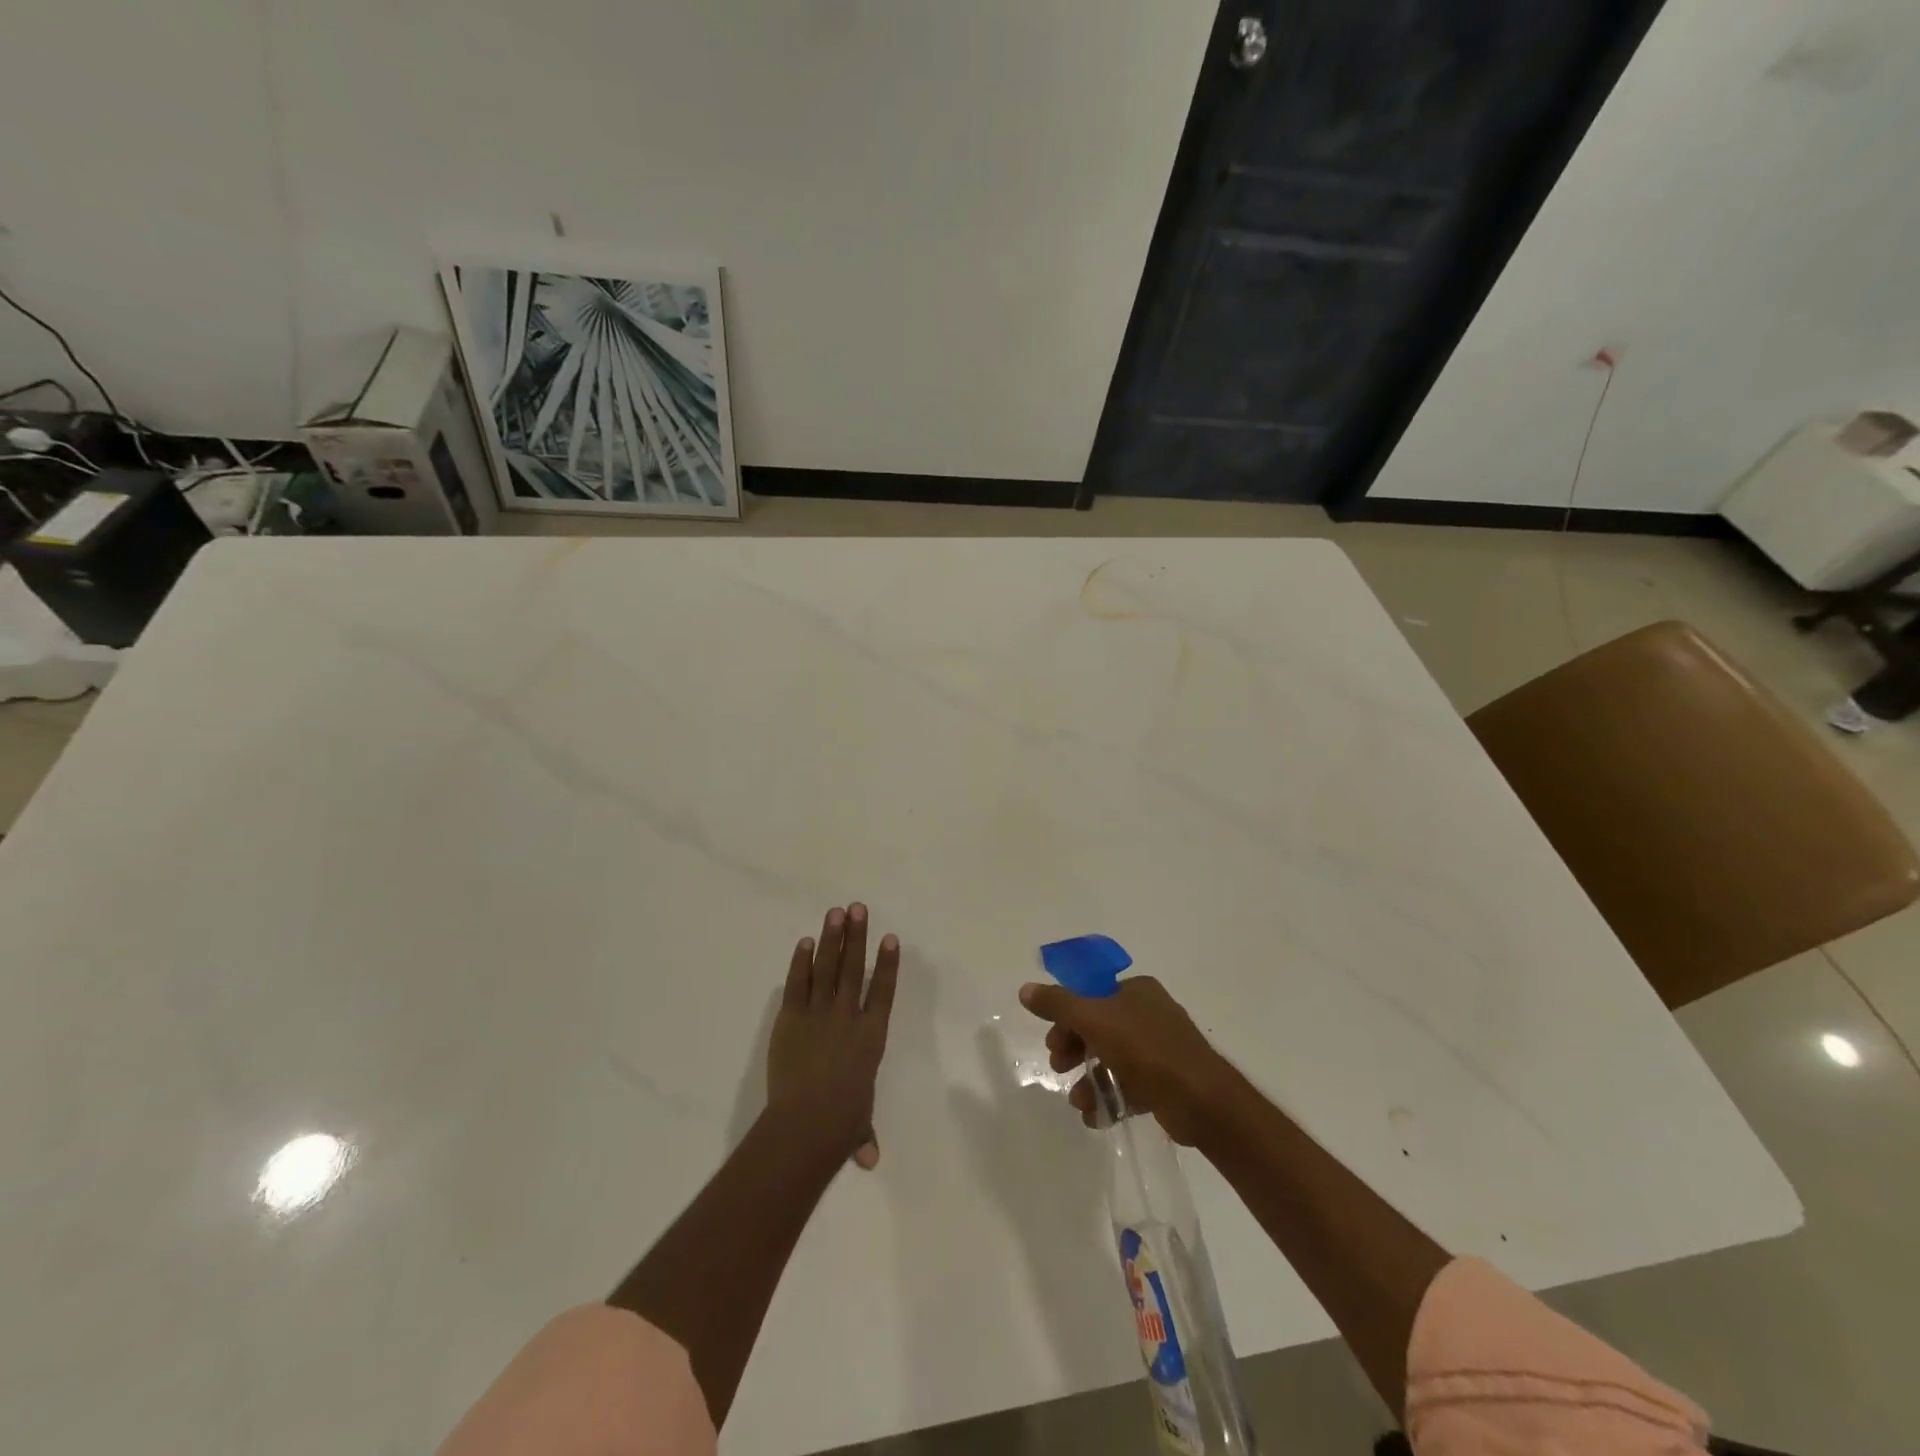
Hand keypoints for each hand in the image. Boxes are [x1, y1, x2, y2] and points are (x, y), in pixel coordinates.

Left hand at [768, 904, 899, 1169]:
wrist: (808, 1121)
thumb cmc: (841, 1123)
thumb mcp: (857, 1125)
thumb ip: (863, 1133)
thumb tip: (870, 1159)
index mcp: (871, 1036)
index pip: (883, 991)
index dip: (887, 963)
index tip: (889, 937)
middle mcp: (848, 1016)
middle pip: (855, 968)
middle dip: (857, 937)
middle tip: (859, 908)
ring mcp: (819, 1014)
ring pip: (828, 968)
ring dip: (833, 939)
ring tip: (837, 912)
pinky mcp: (791, 1018)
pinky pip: (798, 984)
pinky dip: (802, 962)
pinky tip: (806, 942)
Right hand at [1018, 976, 1240, 1144]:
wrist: (1202, 1101)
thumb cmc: (1146, 1050)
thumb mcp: (1094, 1020)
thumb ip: (1058, 1004)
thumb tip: (1025, 989)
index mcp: (1136, 990)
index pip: (1091, 995)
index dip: (1067, 1016)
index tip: (1052, 1040)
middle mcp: (1149, 1013)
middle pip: (1098, 1026)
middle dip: (1075, 1049)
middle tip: (1058, 1067)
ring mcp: (1160, 1049)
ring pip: (1112, 1059)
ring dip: (1089, 1079)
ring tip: (1078, 1102)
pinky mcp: (1166, 1082)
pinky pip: (1129, 1085)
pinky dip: (1111, 1097)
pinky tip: (1096, 1117)